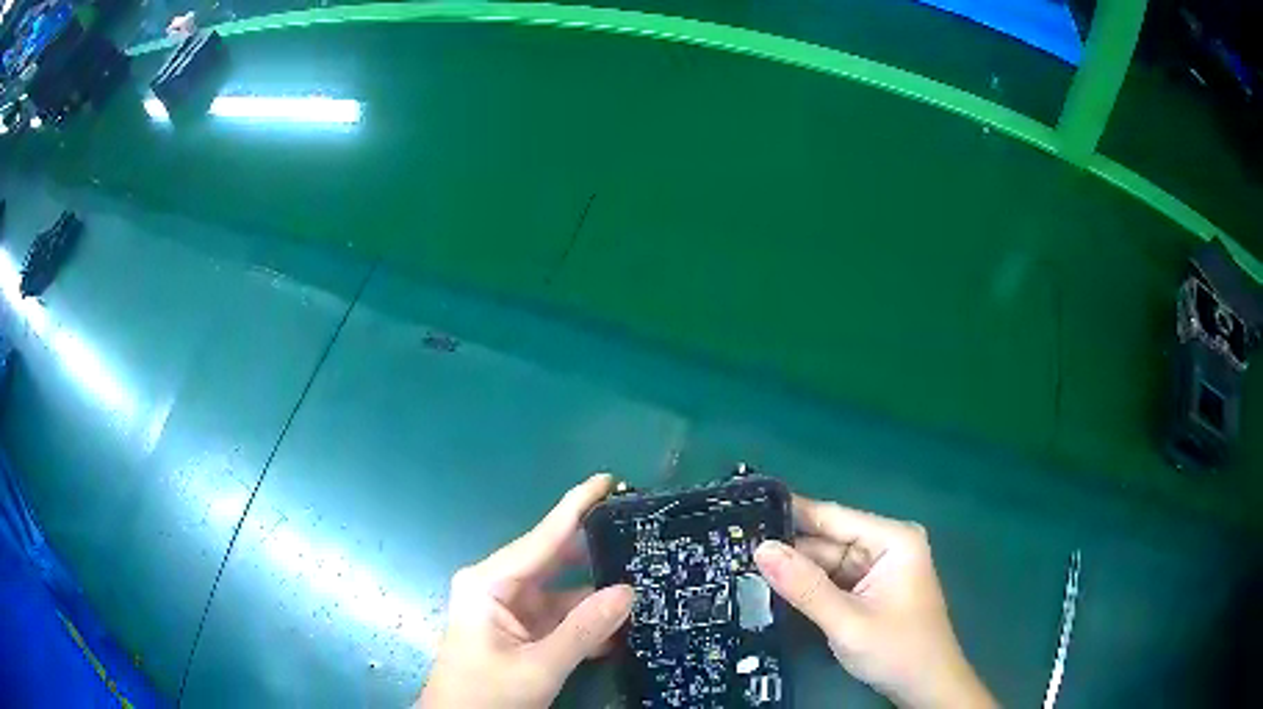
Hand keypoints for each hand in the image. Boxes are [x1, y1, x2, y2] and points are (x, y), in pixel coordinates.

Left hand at [418, 474, 633, 708]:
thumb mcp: (538, 667)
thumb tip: (628, 591)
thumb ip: (583, 631)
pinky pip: (561, 616)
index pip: (542, 538)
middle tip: (642, 534)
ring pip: (563, 591)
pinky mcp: (521, 631)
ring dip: (597, 593)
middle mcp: (498, 586)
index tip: (609, 480)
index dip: (576, 506)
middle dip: (595, 550)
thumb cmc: (486, 694)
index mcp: (489, 583)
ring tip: (645, 577)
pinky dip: (588, 621)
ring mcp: (510, 609)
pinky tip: (623, 624)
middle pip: (554, 559)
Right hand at [754, 495, 994, 708]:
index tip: (743, 510)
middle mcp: (885, 546)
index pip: (832, 517)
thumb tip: (761, 549)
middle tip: (732, 548)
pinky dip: (806, 588)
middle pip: (826, 541)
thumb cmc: (897, 651)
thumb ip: (805, 587)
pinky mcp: (868, 590)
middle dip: (786, 549)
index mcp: (892, 539)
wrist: (925, 688)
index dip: (788, 513)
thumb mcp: (848, 621)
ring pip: (824, 563)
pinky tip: (772, 587)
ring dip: (793, 571)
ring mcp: (876, 569)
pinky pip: (830, 581)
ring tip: (740, 565)